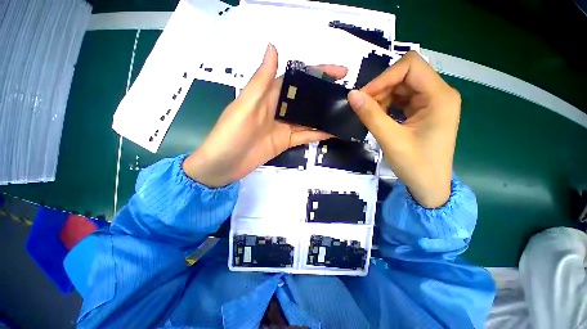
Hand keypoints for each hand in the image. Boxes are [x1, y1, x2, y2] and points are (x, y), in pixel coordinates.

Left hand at [183, 44, 347, 186]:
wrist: (224, 164)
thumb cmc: (231, 133)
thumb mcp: (246, 104)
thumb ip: (261, 79)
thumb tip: (273, 47)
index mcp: (268, 95)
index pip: (297, 78)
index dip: (318, 72)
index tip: (340, 72)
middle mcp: (278, 108)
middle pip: (306, 98)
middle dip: (325, 94)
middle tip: (347, 94)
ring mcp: (283, 127)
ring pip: (308, 118)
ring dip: (324, 115)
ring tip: (344, 112)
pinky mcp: (285, 142)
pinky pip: (304, 135)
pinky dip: (318, 133)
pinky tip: (332, 131)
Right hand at [347, 51, 460, 207]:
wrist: (429, 186)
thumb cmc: (416, 166)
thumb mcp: (391, 140)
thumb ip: (371, 115)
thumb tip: (351, 95)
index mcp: (440, 97)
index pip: (411, 66)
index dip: (384, 77)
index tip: (363, 96)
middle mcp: (439, 93)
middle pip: (405, 74)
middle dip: (381, 88)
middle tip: (362, 106)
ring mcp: (431, 102)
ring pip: (401, 86)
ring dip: (382, 97)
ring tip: (368, 114)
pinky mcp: (423, 111)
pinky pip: (401, 99)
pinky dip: (386, 104)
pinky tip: (378, 116)